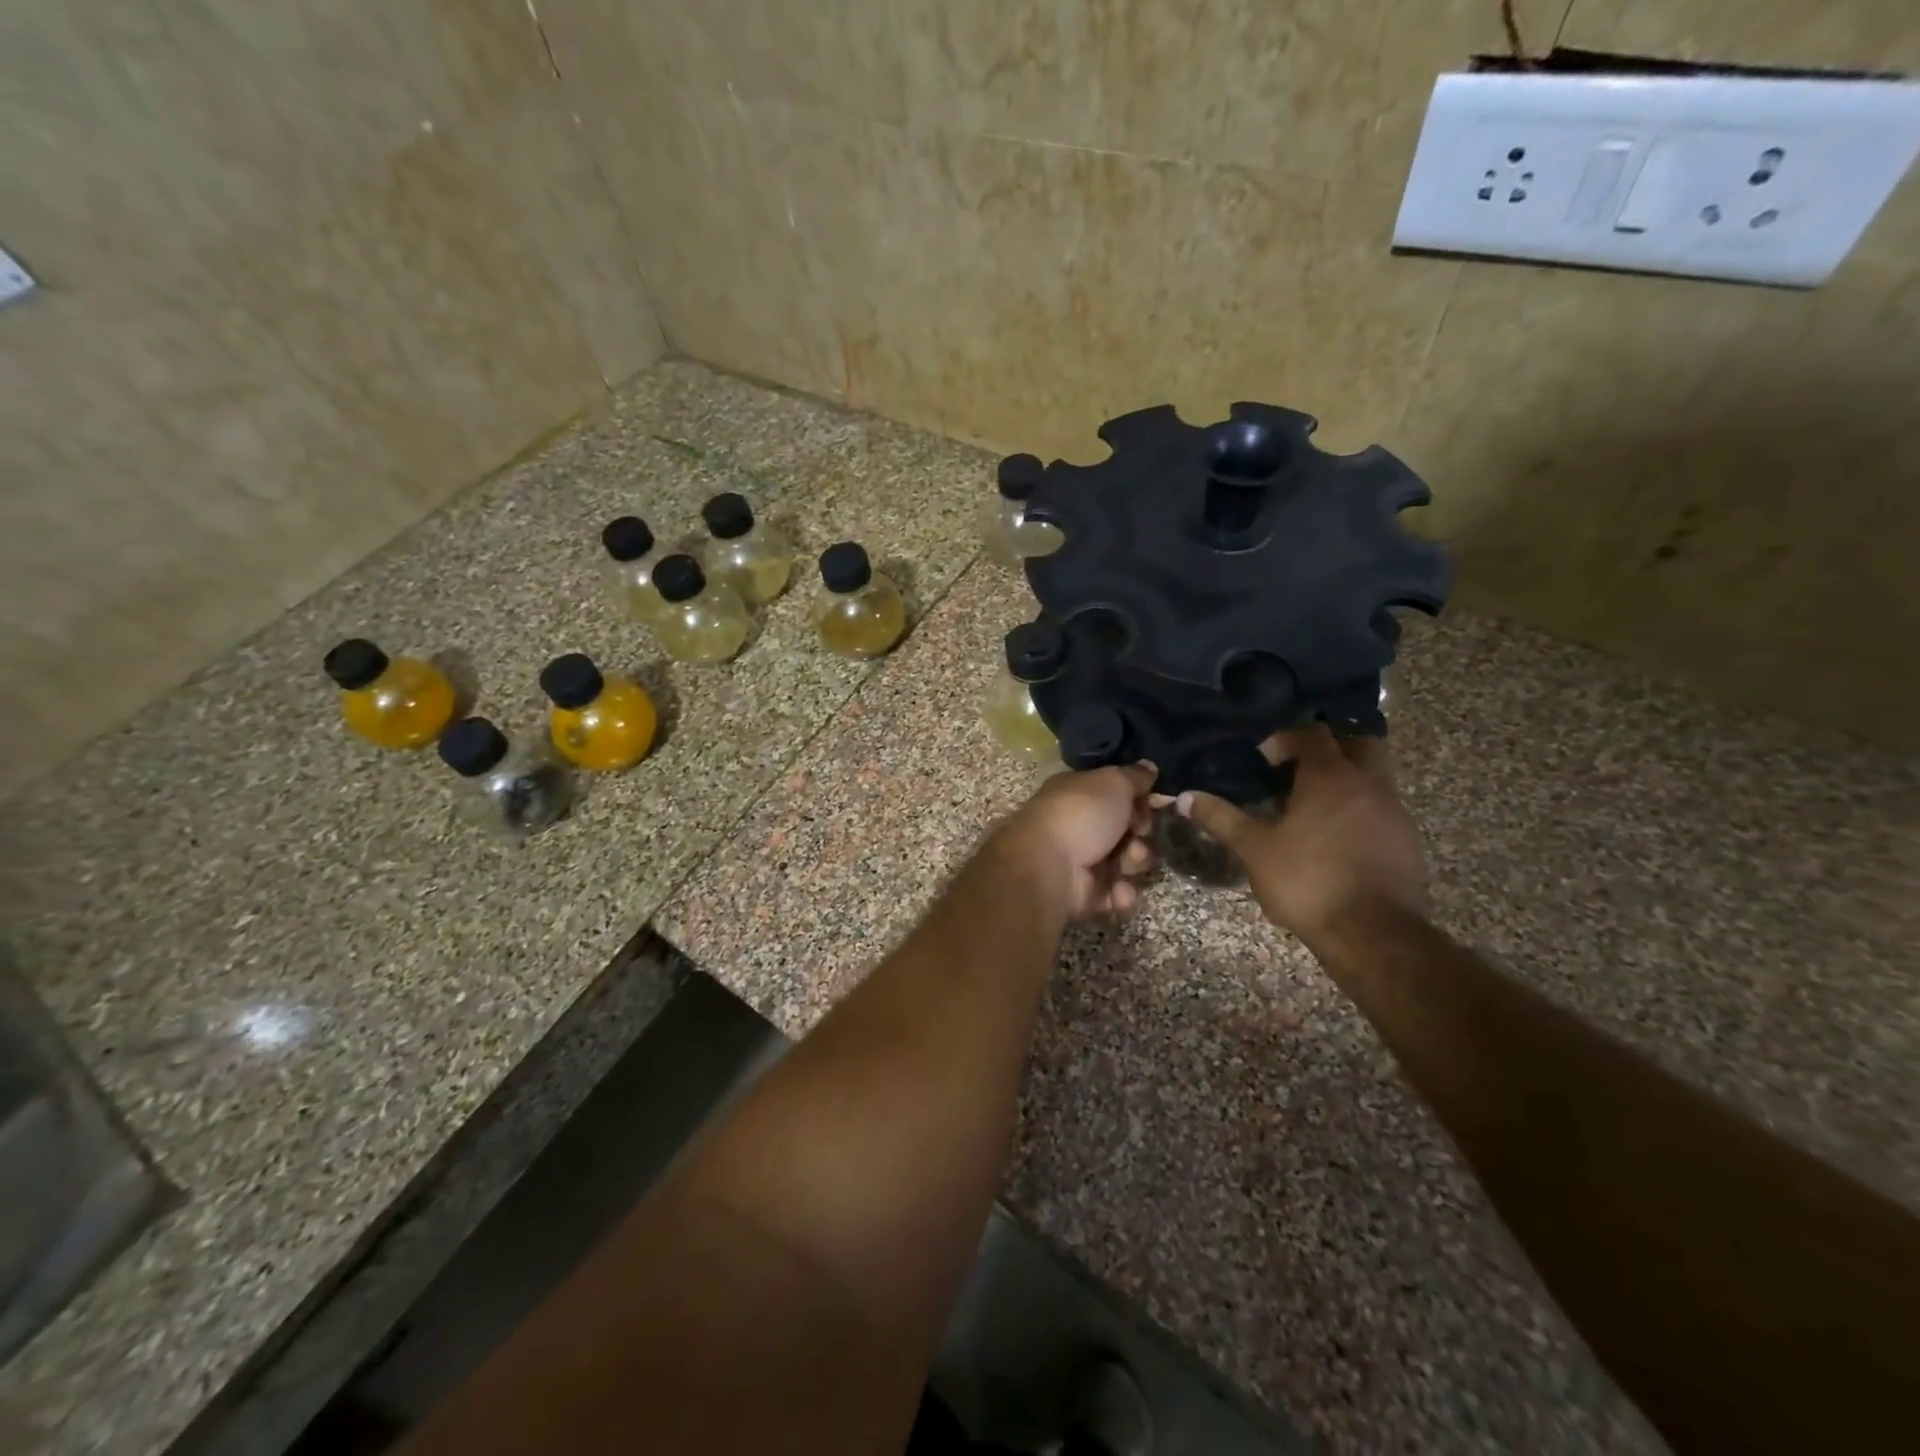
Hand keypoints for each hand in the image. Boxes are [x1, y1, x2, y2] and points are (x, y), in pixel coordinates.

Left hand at [995, 763, 1158, 919]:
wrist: (1048, 868)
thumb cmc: (1080, 815)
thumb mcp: (1113, 783)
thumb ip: (1135, 776)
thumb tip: (1149, 766)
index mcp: (1078, 793)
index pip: (1118, 793)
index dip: (1141, 798)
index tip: (1158, 802)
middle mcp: (1079, 824)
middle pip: (1127, 828)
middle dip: (1141, 831)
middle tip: (1138, 831)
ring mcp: (1082, 860)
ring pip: (1128, 861)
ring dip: (1135, 861)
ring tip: (1126, 862)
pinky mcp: (1086, 894)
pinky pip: (1117, 893)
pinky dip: (1121, 892)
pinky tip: (1118, 889)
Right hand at [1177, 726, 1424, 943]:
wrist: (1371, 933)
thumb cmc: (1306, 880)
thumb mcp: (1254, 849)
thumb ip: (1221, 818)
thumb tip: (1184, 797)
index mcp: (1329, 777)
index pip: (1311, 734)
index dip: (1286, 739)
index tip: (1263, 760)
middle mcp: (1368, 784)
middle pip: (1357, 743)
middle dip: (1329, 748)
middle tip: (1299, 770)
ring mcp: (1394, 811)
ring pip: (1374, 777)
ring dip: (1346, 781)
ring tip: (1313, 808)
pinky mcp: (1407, 840)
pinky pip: (1382, 809)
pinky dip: (1360, 811)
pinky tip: (1337, 840)